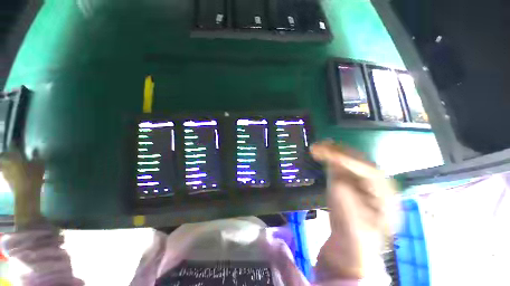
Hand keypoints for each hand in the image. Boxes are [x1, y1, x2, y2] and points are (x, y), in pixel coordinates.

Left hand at [0, 148, 44, 226]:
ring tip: (12, 164)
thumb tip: (35, 150)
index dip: (15, 142)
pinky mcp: (6, 180)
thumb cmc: (33, 177)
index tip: (17, 140)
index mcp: (14, 155)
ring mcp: (5, 172)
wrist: (26, 194)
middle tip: (11, 154)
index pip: (13, 145)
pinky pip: (6, 172)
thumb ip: (36, 157)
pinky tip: (14, 173)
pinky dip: (8, 171)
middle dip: (6, 154)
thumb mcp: (39, 165)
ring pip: (3, 164)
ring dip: (6, 163)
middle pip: (4, 155)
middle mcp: (7, 161)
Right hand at [311, 141, 395, 279]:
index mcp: (385, 198)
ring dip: (334, 153)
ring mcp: (362, 184)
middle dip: (339, 153)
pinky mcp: (349, 184)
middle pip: (360, 163)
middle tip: (320, 147)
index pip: (369, 172)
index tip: (329, 156)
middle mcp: (376, 186)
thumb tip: (337, 183)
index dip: (349, 162)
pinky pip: (340, 167)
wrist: (351, 250)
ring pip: (349, 162)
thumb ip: (348, 206)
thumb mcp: (354, 229)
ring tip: (319, 146)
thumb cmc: (355, 243)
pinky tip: (322, 154)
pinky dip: (330, 159)